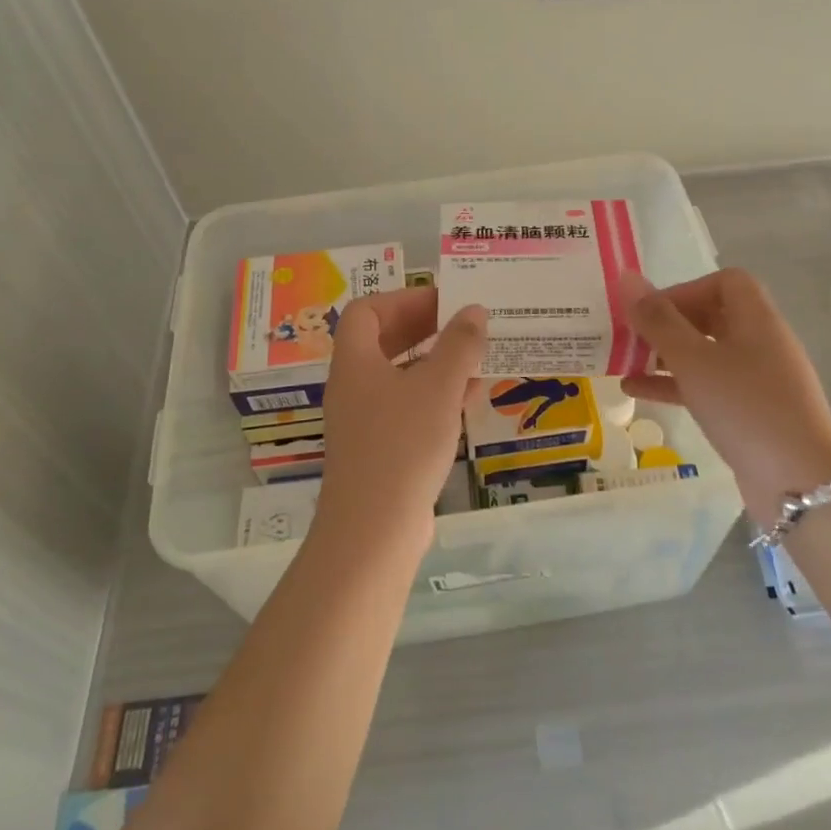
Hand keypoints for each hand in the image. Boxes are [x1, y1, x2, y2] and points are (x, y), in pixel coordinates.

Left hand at [316, 287, 485, 550]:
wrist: (373, 531)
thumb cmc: (402, 445)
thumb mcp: (438, 387)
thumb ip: (459, 345)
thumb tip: (474, 310)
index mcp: (356, 362)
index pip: (368, 310)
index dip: (405, 299)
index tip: (444, 301)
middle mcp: (354, 386)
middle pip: (384, 341)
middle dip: (425, 328)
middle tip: (463, 325)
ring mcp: (365, 421)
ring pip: (400, 376)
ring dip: (436, 363)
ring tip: (476, 359)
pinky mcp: (381, 450)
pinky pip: (408, 408)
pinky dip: (436, 396)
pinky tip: (469, 400)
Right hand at [619, 268, 830, 525]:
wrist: (798, 483)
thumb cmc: (744, 407)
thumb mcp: (693, 360)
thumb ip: (658, 320)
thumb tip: (627, 278)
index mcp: (756, 319)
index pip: (725, 282)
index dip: (687, 288)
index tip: (652, 310)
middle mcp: (760, 342)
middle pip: (712, 316)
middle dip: (668, 323)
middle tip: (630, 335)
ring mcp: (758, 380)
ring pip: (705, 354)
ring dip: (665, 355)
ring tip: (623, 362)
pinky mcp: (750, 413)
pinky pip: (707, 386)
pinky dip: (674, 385)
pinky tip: (635, 392)